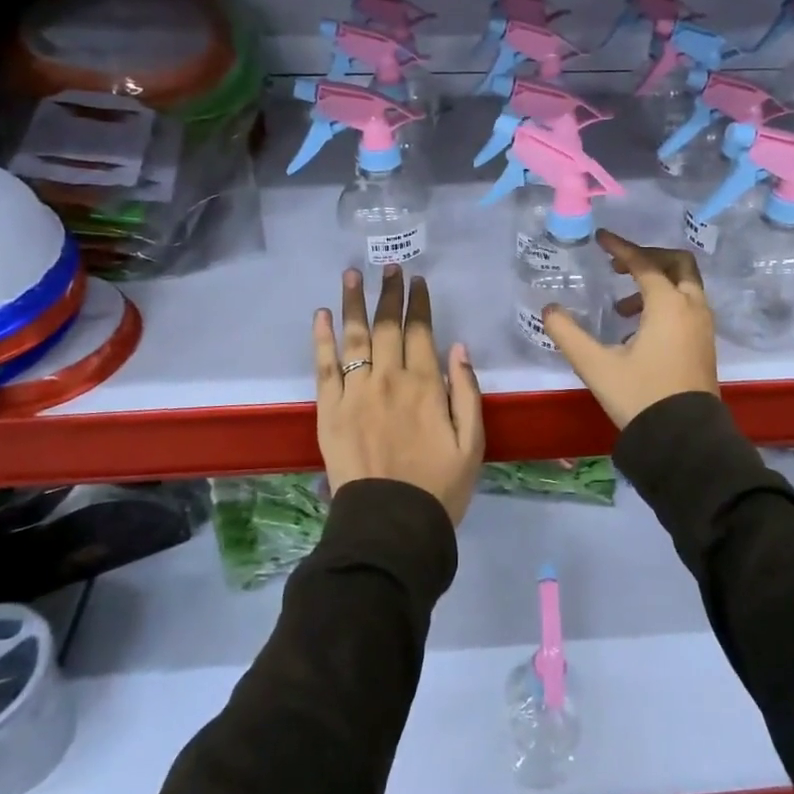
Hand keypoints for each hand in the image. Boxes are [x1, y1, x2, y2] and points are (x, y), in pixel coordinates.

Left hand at [314, 264, 485, 524]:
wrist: (390, 526)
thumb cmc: (438, 486)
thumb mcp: (472, 443)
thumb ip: (466, 392)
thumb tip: (459, 347)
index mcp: (425, 385)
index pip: (421, 331)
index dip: (419, 304)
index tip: (417, 281)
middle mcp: (389, 379)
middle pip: (387, 325)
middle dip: (389, 292)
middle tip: (389, 267)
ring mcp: (355, 392)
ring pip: (354, 336)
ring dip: (354, 302)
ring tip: (352, 274)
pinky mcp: (329, 410)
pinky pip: (324, 366)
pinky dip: (322, 338)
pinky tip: (321, 314)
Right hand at [541, 230, 720, 429]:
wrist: (685, 441)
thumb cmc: (640, 397)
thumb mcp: (596, 366)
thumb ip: (568, 334)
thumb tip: (549, 310)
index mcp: (668, 305)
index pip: (644, 263)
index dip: (621, 247)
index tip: (601, 238)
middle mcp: (692, 308)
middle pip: (677, 264)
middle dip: (649, 258)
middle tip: (620, 267)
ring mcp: (703, 327)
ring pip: (686, 286)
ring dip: (657, 283)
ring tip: (623, 307)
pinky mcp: (705, 345)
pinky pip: (688, 306)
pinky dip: (667, 302)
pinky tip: (639, 330)